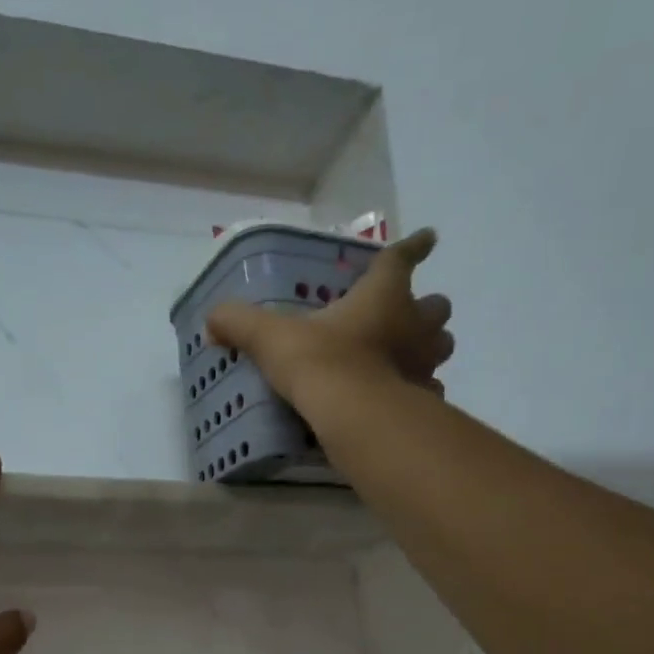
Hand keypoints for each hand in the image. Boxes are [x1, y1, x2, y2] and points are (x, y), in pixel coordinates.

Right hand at [206, 228, 453, 400]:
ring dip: (428, 347)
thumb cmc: (320, 362)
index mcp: (381, 296)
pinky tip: (400, 398)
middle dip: (425, 308)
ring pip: (441, 346)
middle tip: (406, 315)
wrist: (354, 415)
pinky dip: (419, 390)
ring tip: (405, 356)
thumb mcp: (270, 337)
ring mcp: (424, 363)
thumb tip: (211, 320)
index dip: (413, 246)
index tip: (428, 237)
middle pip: (435, 306)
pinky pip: (429, 389)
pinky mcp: (423, 399)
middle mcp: (413, 324)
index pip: (400, 259)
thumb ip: (239, 323)